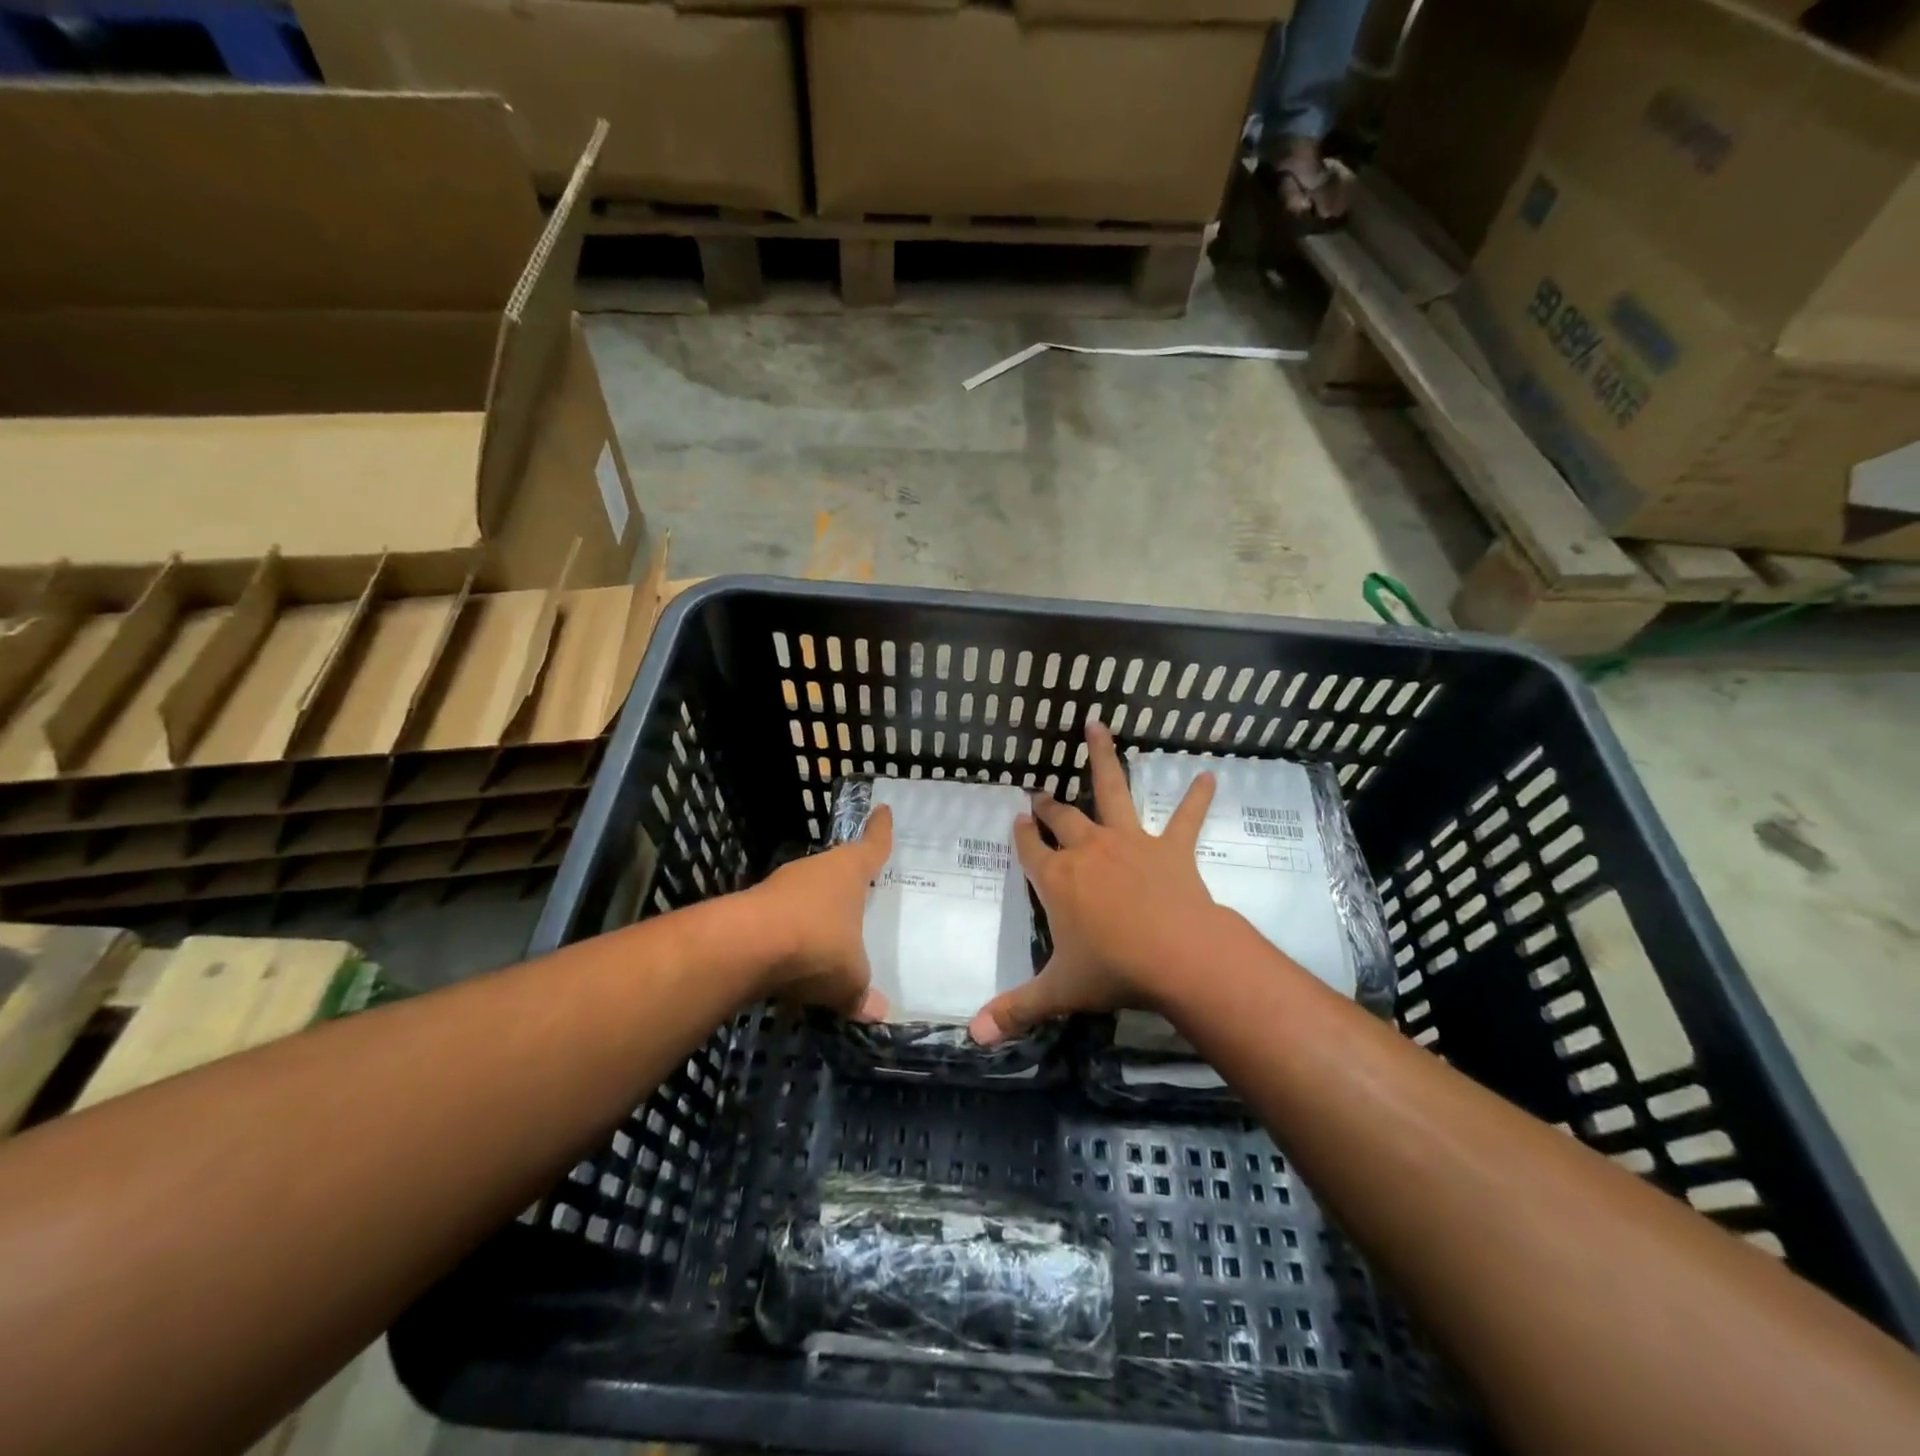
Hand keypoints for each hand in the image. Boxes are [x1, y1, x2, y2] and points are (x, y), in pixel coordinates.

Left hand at [748, 805, 891, 1018]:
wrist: (745, 946)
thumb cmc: (816, 944)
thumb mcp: (849, 977)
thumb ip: (862, 992)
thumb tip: (879, 1013)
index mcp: (849, 871)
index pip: (872, 845)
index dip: (881, 830)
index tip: (883, 810)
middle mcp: (816, 869)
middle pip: (837, 867)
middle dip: (847, 877)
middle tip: (861, 885)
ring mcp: (781, 885)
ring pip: (807, 892)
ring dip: (816, 908)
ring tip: (829, 929)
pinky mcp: (753, 906)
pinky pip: (783, 917)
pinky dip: (791, 932)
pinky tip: (795, 955)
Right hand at [970, 721, 1228, 1043]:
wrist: (1177, 956)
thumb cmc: (1112, 969)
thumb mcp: (1059, 991)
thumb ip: (1016, 1009)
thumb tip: (972, 1036)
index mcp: (1057, 879)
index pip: (1030, 849)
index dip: (1022, 834)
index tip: (1017, 820)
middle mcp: (1088, 850)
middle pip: (1063, 817)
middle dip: (1049, 805)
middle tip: (1040, 792)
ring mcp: (1129, 843)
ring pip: (1111, 791)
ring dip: (1103, 758)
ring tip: (1097, 725)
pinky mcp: (1170, 849)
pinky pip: (1185, 818)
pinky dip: (1197, 797)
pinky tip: (1211, 774)